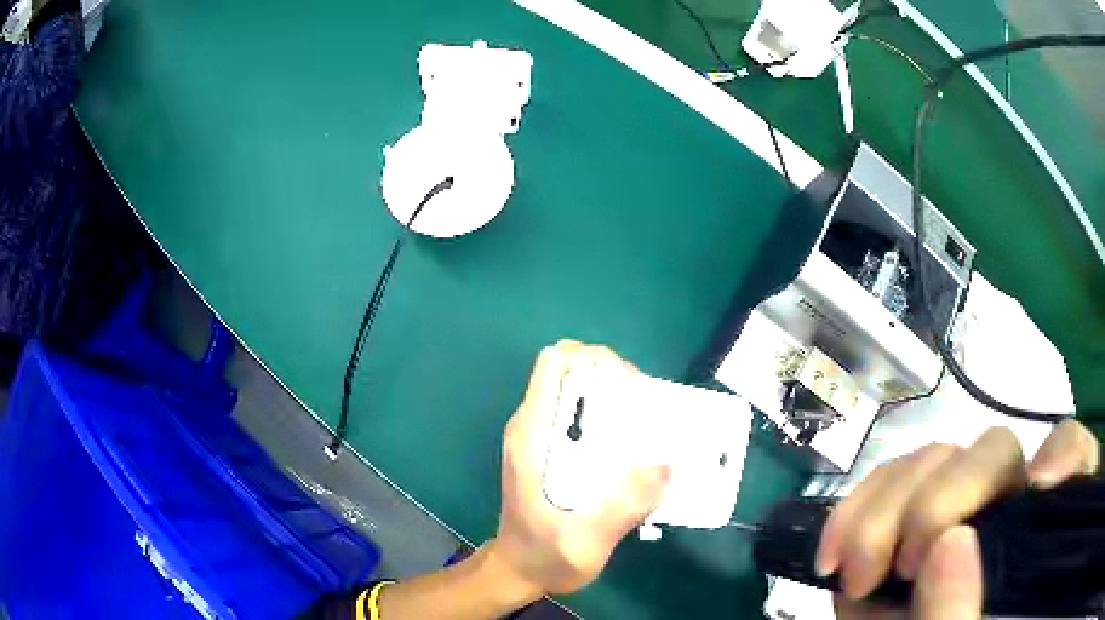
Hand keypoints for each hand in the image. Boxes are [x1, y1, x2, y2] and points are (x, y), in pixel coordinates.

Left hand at [489, 340, 669, 594]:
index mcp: (532, 436)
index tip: (629, 388)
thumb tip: (667, 464)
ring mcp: (542, 437)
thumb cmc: (544, 556)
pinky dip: (610, 417)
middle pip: (572, 369)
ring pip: (579, 389)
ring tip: (648, 427)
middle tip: (646, 409)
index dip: (594, 359)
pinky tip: (633, 447)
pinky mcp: (552, 451)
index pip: (554, 363)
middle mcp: (534, 427)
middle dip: (612, 376)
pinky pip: (583, 416)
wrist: (518, 571)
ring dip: (615, 396)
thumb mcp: (585, 541)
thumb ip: (623, 507)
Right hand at [818, 419, 1098, 619]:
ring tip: (855, 574)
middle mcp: (1001, 509)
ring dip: (883, 510)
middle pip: (993, 451)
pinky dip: (853, 510)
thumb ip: (958, 612)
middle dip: (937, 501)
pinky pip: (884, 479)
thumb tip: (950, 542)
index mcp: (1030, 535)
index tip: (1035, 494)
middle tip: (898, 569)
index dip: (1064, 456)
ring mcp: (952, 511)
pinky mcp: (903, 518)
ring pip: (933, 458)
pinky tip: (833, 555)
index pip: (1070, 459)